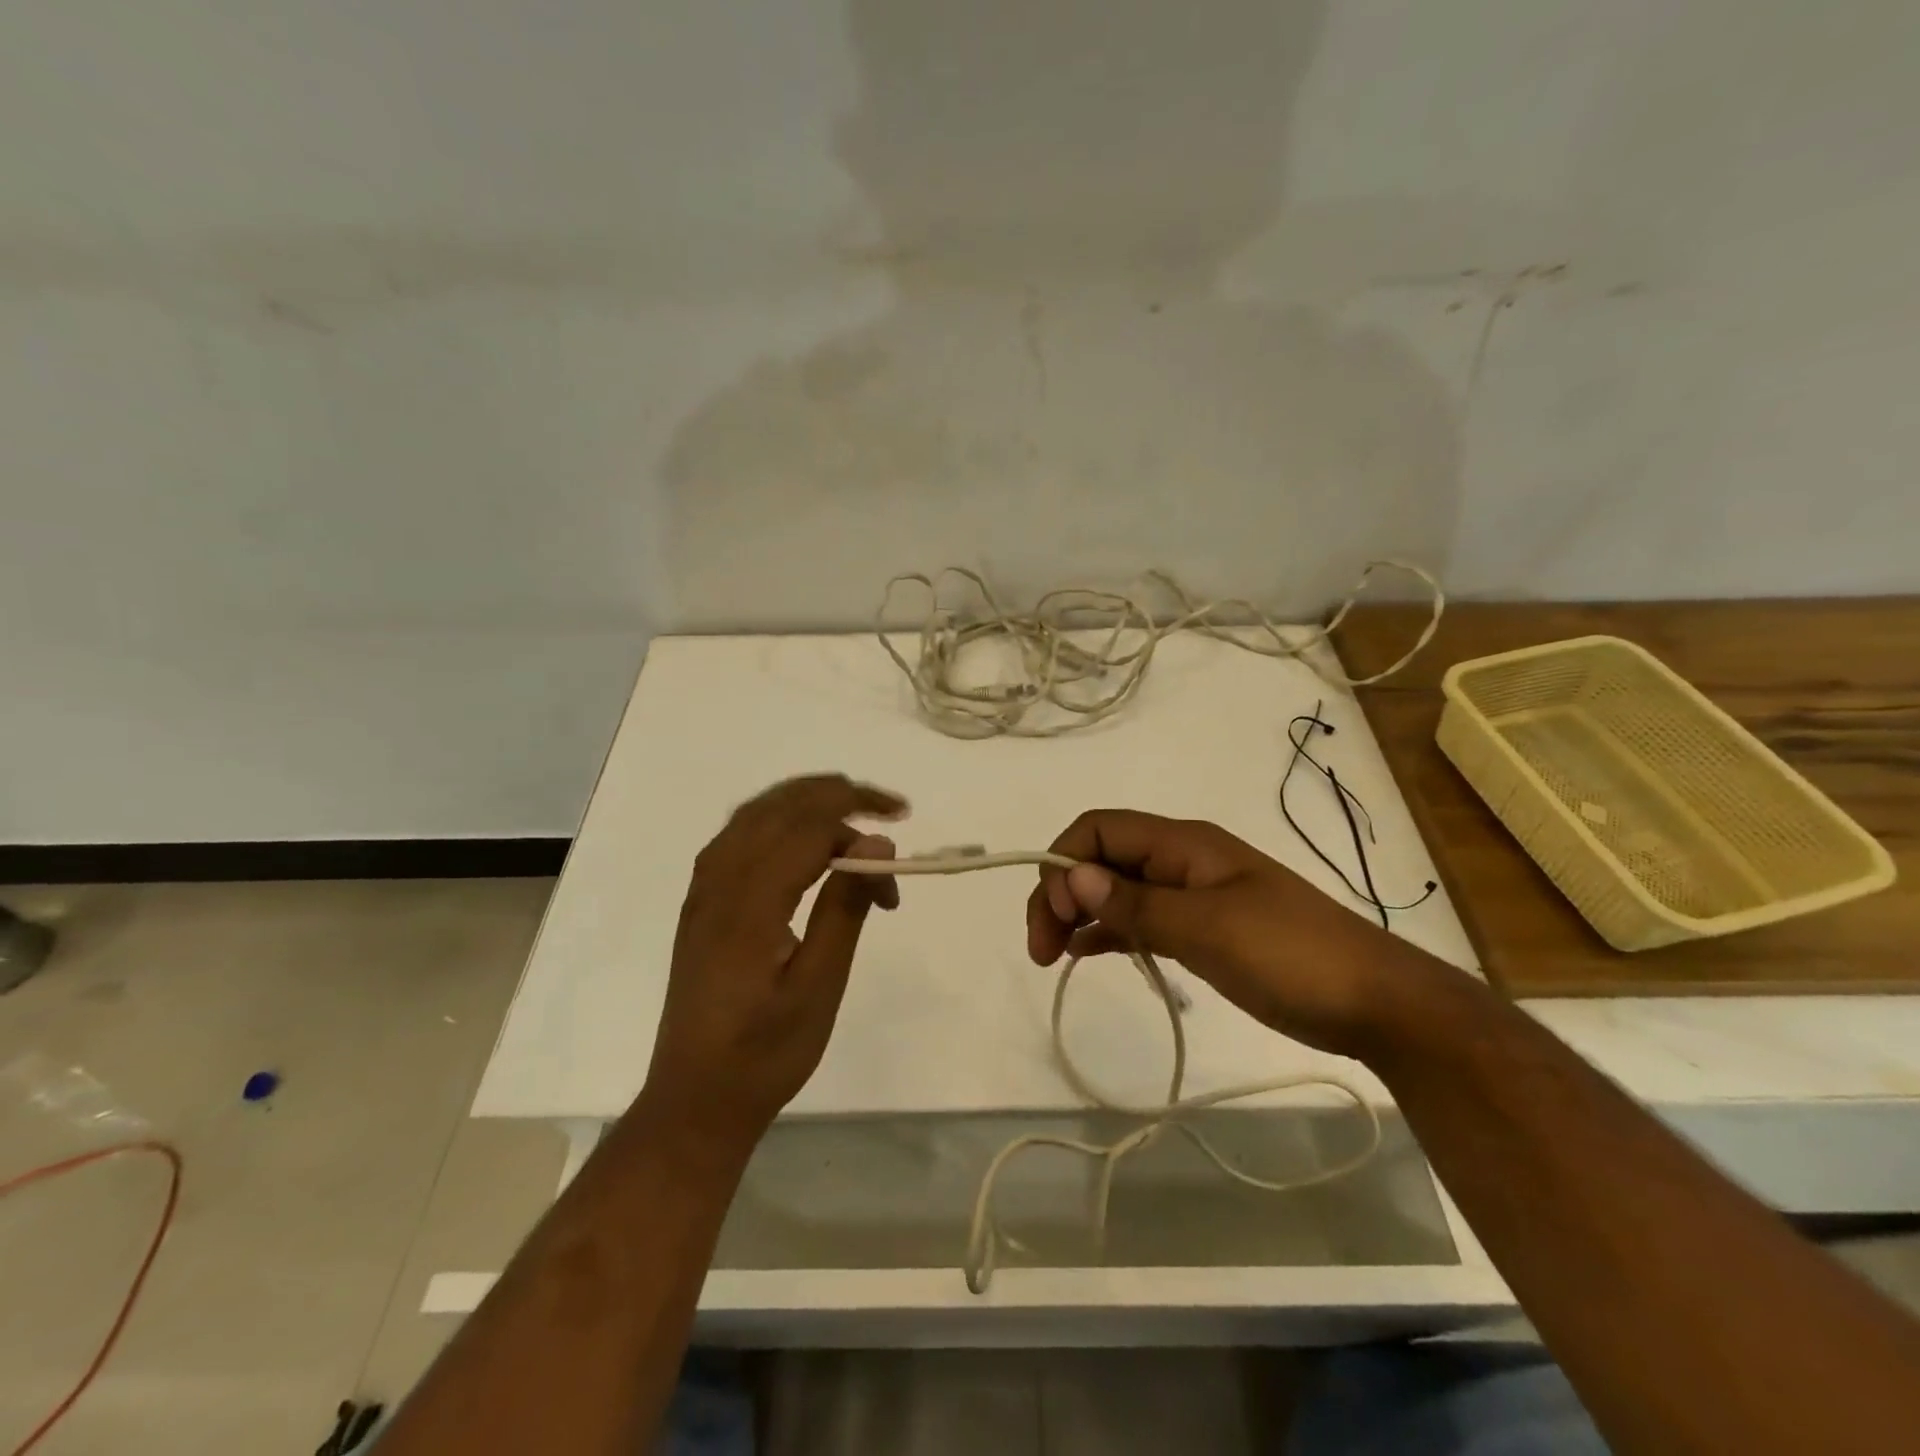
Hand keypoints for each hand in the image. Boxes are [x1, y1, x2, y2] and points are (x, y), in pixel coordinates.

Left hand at [637, 774, 904, 1162]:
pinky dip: (779, 818)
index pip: (808, 828)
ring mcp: (704, 888)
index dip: (858, 818)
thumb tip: (877, 843)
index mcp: (748, 903)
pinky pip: (740, 833)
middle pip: (781, 806)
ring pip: (757, 812)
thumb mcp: (819, 987)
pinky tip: (805, 839)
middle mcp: (718, 880)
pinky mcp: (701, 900)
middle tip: (890, 806)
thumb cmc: (765, 1053)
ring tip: (855, 810)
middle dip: (839, 795)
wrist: (695, 1099)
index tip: (901, 837)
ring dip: (808, 799)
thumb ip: (846, 908)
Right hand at [1025, 810, 1438, 1059]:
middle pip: (1101, 858)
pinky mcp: (1201, 929)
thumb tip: (1073, 876)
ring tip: (1052, 957)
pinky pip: (1140, 920)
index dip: (1064, 863)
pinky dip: (1109, 931)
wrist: (1375, 1002)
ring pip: (1116, 890)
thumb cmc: (1291, 955)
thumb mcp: (1208, 929)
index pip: (1099, 830)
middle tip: (1041, 949)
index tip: (1055, 917)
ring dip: (1079, 913)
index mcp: (1182, 844)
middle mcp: (1180, 860)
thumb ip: (1136, 904)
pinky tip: (1086, 954)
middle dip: (1061, 893)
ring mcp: (1191, 895)